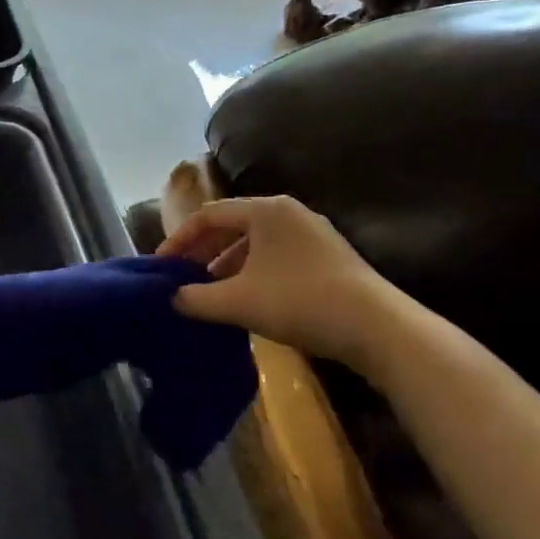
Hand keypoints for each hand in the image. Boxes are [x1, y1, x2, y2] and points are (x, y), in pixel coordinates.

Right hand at [157, 196, 402, 368]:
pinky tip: (247, 300)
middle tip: (183, 278)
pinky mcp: (329, 258)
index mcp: (265, 210)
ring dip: (227, 265)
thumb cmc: (299, 301)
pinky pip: (276, 257)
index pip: (208, 215)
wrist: (378, 328)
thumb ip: (196, 298)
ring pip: (255, 244)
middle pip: (232, 226)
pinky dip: (253, 273)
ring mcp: (313, 234)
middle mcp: (289, 212)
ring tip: (211, 293)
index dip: (179, 240)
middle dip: (203, 252)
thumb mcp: (237, 301)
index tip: (161, 266)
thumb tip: (172, 298)